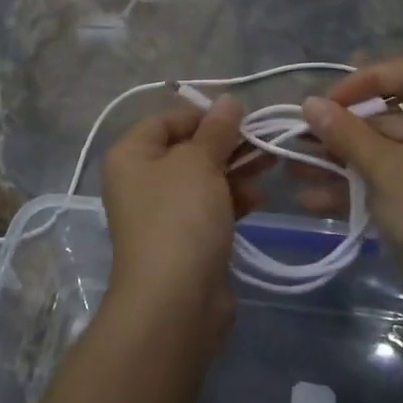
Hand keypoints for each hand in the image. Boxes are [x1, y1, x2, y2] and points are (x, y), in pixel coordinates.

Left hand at [100, 97, 247, 345]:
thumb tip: (228, 100)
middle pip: (187, 149)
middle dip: (227, 144)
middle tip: (265, 140)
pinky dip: (232, 200)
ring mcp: (162, 214)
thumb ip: (216, 130)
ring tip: (271, 163)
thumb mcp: (199, 163)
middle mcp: (141, 181)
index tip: (240, 116)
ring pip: (203, 180)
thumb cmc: (179, 218)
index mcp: (131, 155)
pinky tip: (259, 198)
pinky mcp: (184, 241)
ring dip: (235, 170)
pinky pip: (209, 209)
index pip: (166, 120)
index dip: (203, 115)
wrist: (175, 302)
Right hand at [298, 59, 402, 337]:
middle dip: (342, 130)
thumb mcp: (386, 172)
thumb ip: (346, 133)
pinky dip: (354, 189)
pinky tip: (312, 200)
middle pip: (391, 117)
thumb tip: (309, 103)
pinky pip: (387, 183)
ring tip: (294, 170)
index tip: (330, 102)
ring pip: (383, 154)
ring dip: (340, 162)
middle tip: (299, 139)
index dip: (366, 80)